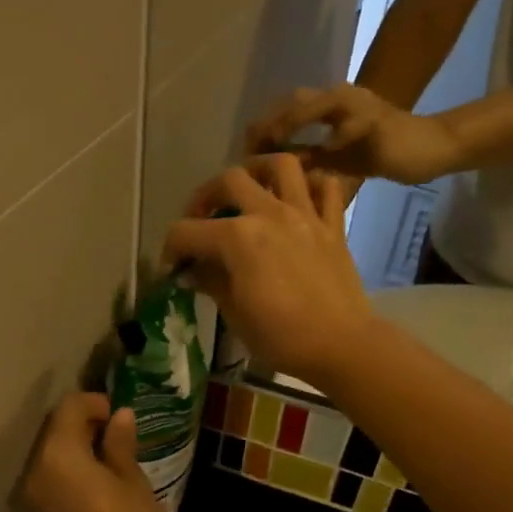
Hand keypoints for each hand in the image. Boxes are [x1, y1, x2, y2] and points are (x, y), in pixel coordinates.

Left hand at [23, 393, 165, 511]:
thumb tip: (121, 416)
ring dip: (75, 446)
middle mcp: (37, 466)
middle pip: (55, 429)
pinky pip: (50, 475)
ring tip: (108, 455)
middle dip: (83, 423)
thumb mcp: (131, 479)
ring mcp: (33, 491)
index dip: (93, 403)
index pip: (69, 408)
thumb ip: (120, 443)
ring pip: (51, 453)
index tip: (117, 414)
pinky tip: (96, 477)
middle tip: (115, 432)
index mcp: (59, 451)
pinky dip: (69, 468)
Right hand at [163, 155, 375, 384]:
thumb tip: (192, 270)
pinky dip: (312, 184)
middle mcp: (269, 214)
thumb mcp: (235, 314)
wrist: (341, 345)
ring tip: (250, 190)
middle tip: (201, 220)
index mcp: (237, 238)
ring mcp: (305, 215)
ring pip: (282, 165)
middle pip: (229, 180)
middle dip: (205, 197)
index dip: (171, 249)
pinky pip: (327, 186)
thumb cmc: (281, 338)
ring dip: (260, 170)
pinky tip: (299, 199)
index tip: (171, 268)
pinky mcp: (333, 226)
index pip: (187, 231)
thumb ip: (211, 282)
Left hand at [247, 83, 462, 185]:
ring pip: (321, 104)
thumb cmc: (381, 154)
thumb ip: (307, 161)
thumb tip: (270, 174)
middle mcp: (340, 99)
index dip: (263, 127)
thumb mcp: (336, 162)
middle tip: (248, 145)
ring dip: (294, 120)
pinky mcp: (379, 120)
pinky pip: (355, 124)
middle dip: (270, 121)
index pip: (287, 109)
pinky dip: (337, 135)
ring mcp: (360, 106)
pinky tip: (321, 150)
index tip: (242, 149)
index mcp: (329, 108)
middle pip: (296, 100)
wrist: (429, 148)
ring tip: (272, 140)